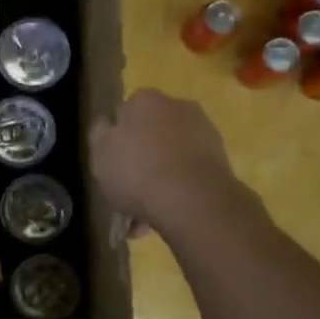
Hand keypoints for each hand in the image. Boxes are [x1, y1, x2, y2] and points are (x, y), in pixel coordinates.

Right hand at [91, 89, 257, 237]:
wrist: (193, 201)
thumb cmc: (136, 172)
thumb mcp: (99, 153)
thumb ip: (99, 134)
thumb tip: (107, 123)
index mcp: (144, 100)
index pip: (124, 112)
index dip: (115, 138)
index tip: (110, 163)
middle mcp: (177, 107)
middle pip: (150, 134)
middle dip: (140, 160)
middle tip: (126, 190)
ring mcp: (203, 132)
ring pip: (170, 156)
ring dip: (158, 179)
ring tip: (143, 217)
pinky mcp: (221, 160)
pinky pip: (188, 174)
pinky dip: (177, 190)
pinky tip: (163, 217)